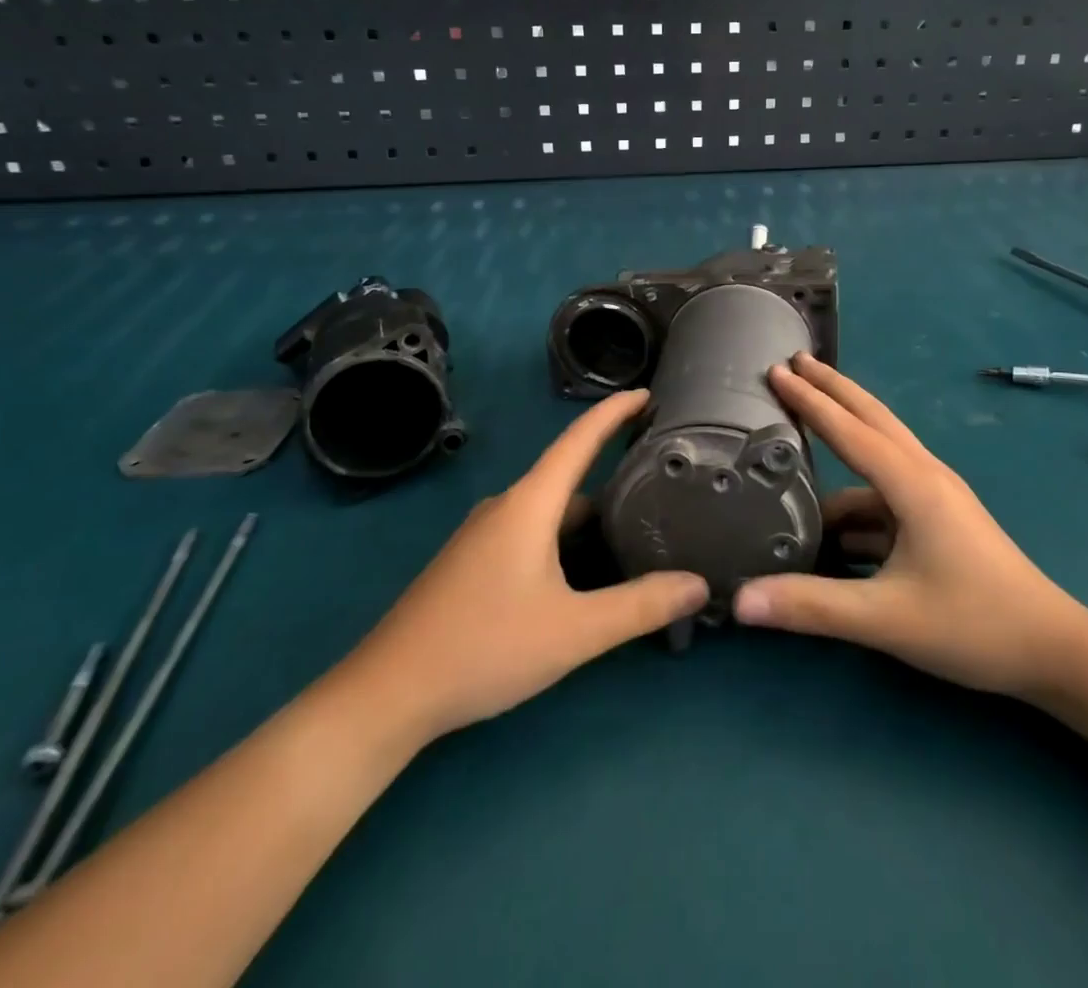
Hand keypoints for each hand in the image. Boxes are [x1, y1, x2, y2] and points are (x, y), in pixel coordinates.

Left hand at [348, 390, 708, 747]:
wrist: (388, 694)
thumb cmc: (484, 646)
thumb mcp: (574, 631)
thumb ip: (639, 606)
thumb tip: (699, 584)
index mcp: (529, 504)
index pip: (579, 440)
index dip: (614, 412)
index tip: (648, 393)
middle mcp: (506, 507)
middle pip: (569, 475)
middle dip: (612, 468)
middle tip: (661, 475)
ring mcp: (484, 535)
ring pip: (550, 509)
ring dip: (590, 511)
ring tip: (635, 524)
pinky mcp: (472, 563)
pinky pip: (531, 530)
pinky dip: (565, 535)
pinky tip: (584, 569)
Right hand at [734, 354, 1087, 701]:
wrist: (1053, 651)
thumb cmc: (974, 625)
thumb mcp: (886, 619)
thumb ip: (812, 606)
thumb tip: (742, 600)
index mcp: (913, 485)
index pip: (849, 430)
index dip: (810, 400)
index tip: (777, 371)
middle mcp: (924, 476)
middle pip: (871, 418)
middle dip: (831, 389)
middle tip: (792, 363)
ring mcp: (935, 497)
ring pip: (877, 458)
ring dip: (840, 447)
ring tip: (796, 447)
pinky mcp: (938, 520)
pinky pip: (884, 498)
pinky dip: (854, 501)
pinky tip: (827, 527)